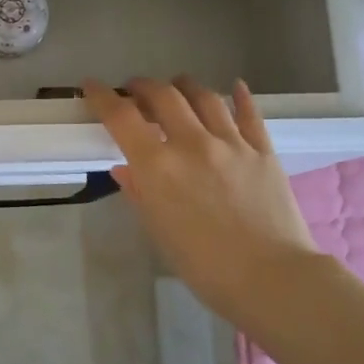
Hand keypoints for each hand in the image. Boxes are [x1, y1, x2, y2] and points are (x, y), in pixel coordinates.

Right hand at [84, 76, 321, 326]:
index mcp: (158, 166)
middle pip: (163, 95)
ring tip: (177, 85)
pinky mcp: (263, 150)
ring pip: (204, 96)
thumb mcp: (159, 232)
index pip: (121, 117)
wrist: (271, 278)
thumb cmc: (203, 266)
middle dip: (143, 86)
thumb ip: (140, 194)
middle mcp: (192, 143)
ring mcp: (231, 143)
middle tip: (135, 90)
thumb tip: (126, 170)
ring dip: (184, 85)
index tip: (92, 87)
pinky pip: (249, 113)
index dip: (102, 97)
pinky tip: (235, 88)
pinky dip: (240, 97)